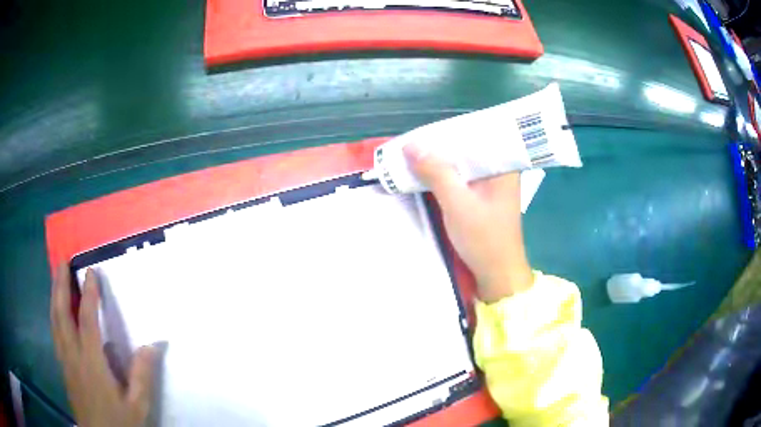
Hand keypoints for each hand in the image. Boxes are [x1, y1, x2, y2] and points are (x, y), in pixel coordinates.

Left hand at [50, 264, 157, 426]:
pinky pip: (55, 333)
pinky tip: (56, 311)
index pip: (87, 321)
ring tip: (56, 278)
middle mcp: (73, 356)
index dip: (89, 294)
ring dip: (54, 297)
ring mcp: (65, 361)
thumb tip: (154, 344)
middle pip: (61, 314)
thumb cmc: (119, 423)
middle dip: (60, 285)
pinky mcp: (63, 368)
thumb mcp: (137, 406)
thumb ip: (142, 376)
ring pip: (54, 322)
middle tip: (62, 261)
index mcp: (91, 363)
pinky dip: (54, 315)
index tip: (90, 272)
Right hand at [405, 144, 533, 301]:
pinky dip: (445, 175)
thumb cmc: (484, 239)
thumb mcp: (457, 203)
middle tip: (412, 141)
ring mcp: (492, 183)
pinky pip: (462, 177)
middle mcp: (500, 169)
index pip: (476, 134)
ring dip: (440, 161)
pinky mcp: (483, 196)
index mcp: (503, 165)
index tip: (422, 130)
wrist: (497, 274)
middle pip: (468, 147)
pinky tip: (427, 173)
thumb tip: (411, 145)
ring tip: (414, 153)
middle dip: (441, 145)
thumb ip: (436, 172)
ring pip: (463, 162)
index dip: (448, 130)